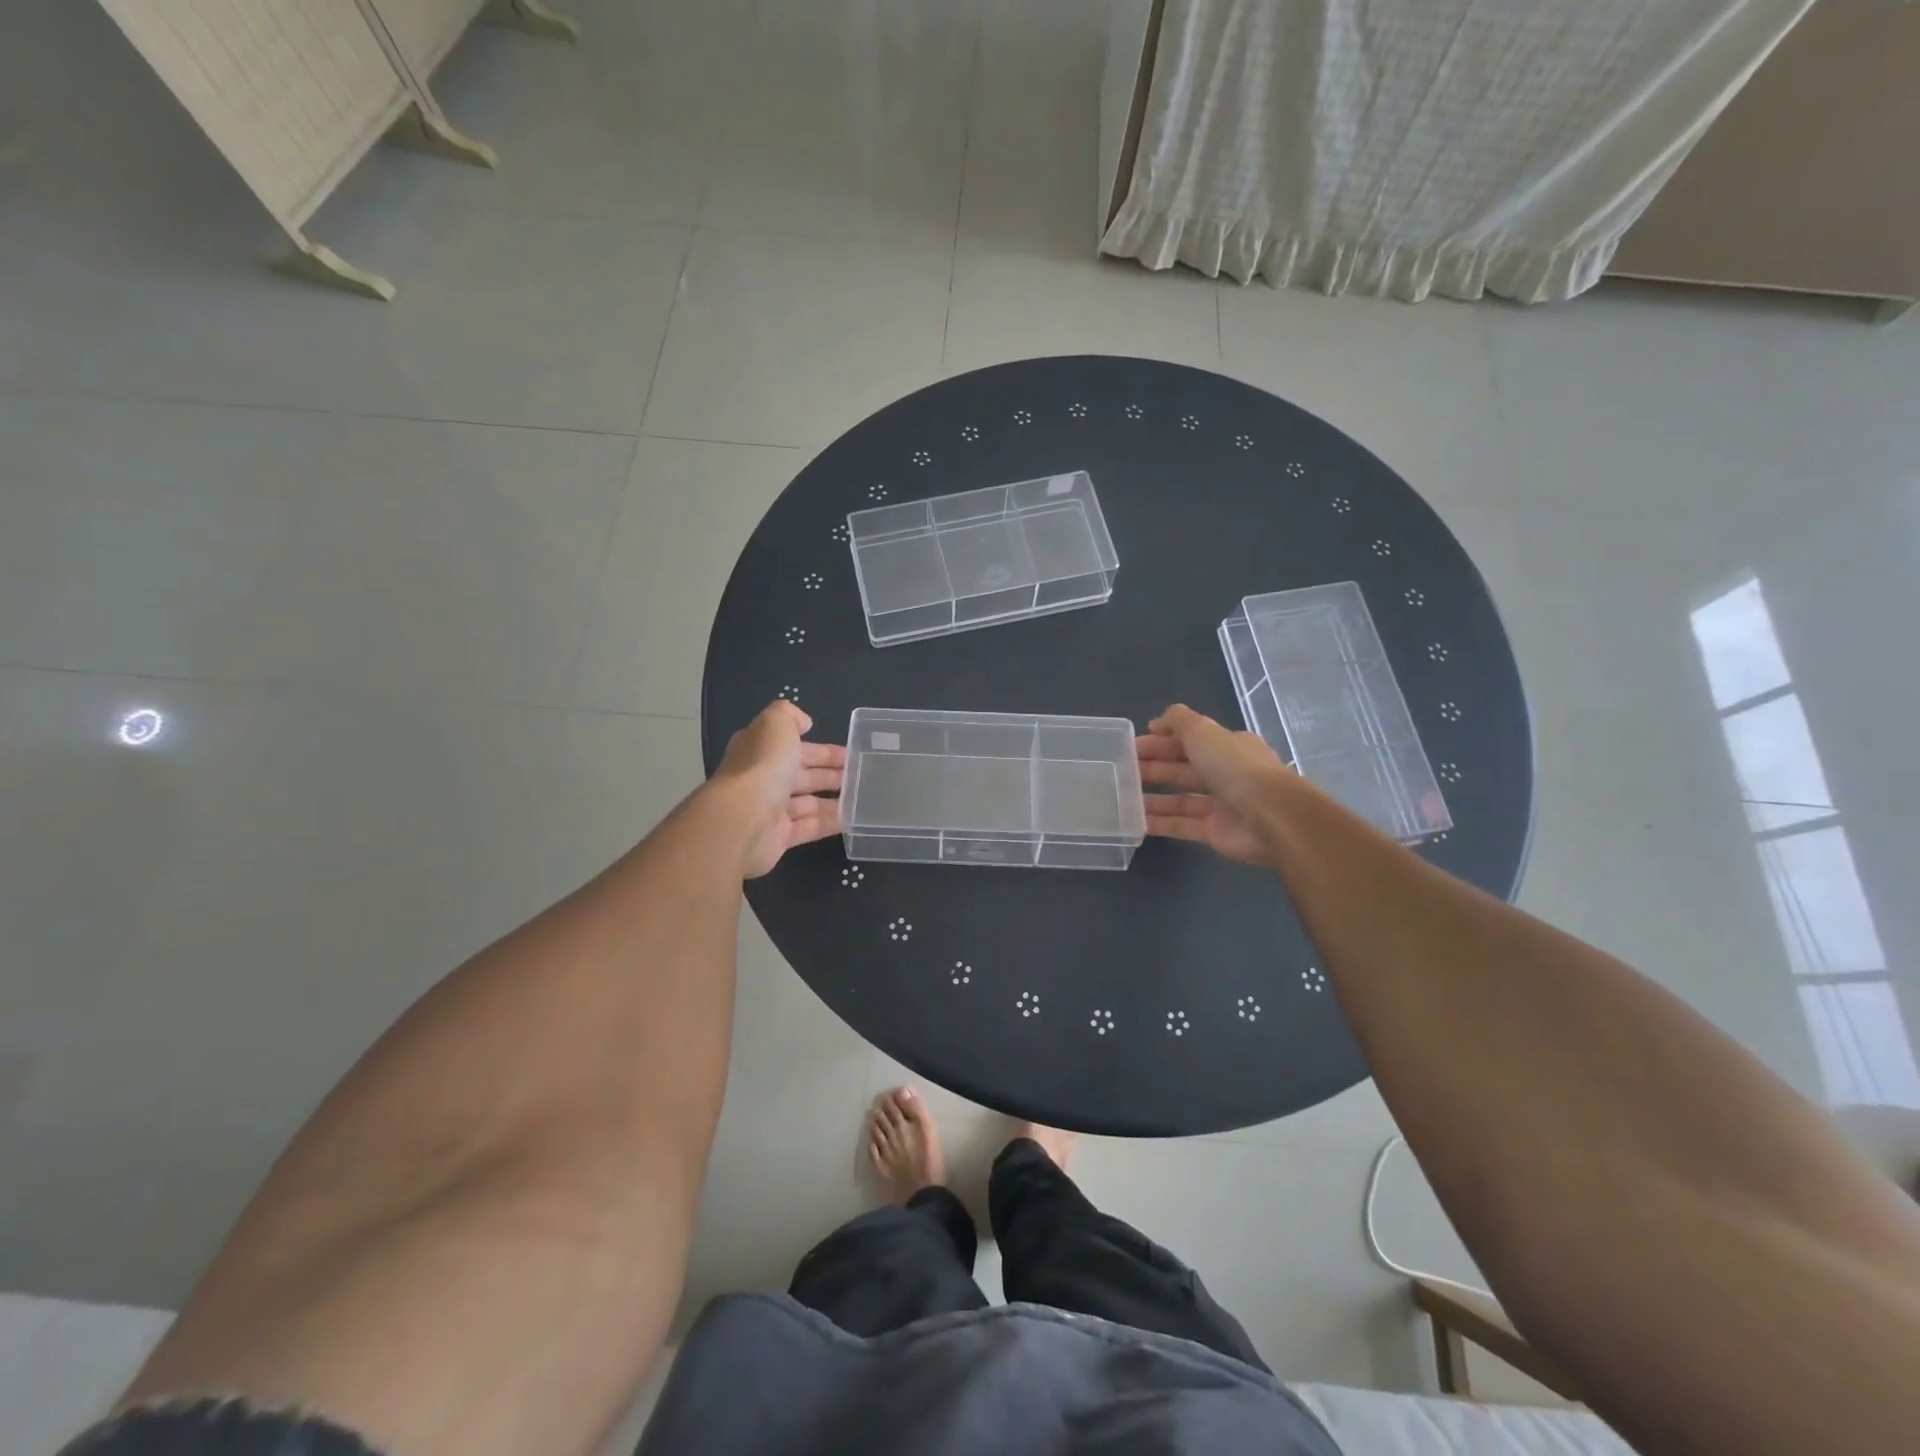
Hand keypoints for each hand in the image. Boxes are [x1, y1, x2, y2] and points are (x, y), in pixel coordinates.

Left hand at [710, 700, 846, 877]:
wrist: (742, 821)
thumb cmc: (762, 767)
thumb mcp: (776, 725)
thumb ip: (789, 715)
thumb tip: (804, 722)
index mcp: (760, 750)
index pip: (794, 746)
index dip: (822, 749)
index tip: (850, 752)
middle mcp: (763, 779)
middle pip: (802, 774)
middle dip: (831, 773)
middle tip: (861, 775)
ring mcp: (770, 810)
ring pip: (807, 802)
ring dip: (833, 799)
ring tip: (862, 798)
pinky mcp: (778, 837)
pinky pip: (809, 827)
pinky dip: (829, 822)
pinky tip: (852, 819)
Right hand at [1136, 704, 1293, 866]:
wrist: (1271, 818)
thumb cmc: (1235, 767)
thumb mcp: (1203, 731)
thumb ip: (1178, 721)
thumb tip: (1156, 723)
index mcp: (1228, 746)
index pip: (1190, 739)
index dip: (1161, 740)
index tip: (1132, 746)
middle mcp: (1226, 773)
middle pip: (1183, 767)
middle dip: (1153, 766)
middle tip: (1121, 770)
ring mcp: (1221, 804)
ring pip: (1180, 798)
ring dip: (1152, 796)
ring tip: (1122, 796)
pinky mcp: (1214, 832)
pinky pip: (1181, 825)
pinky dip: (1160, 822)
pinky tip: (1135, 821)